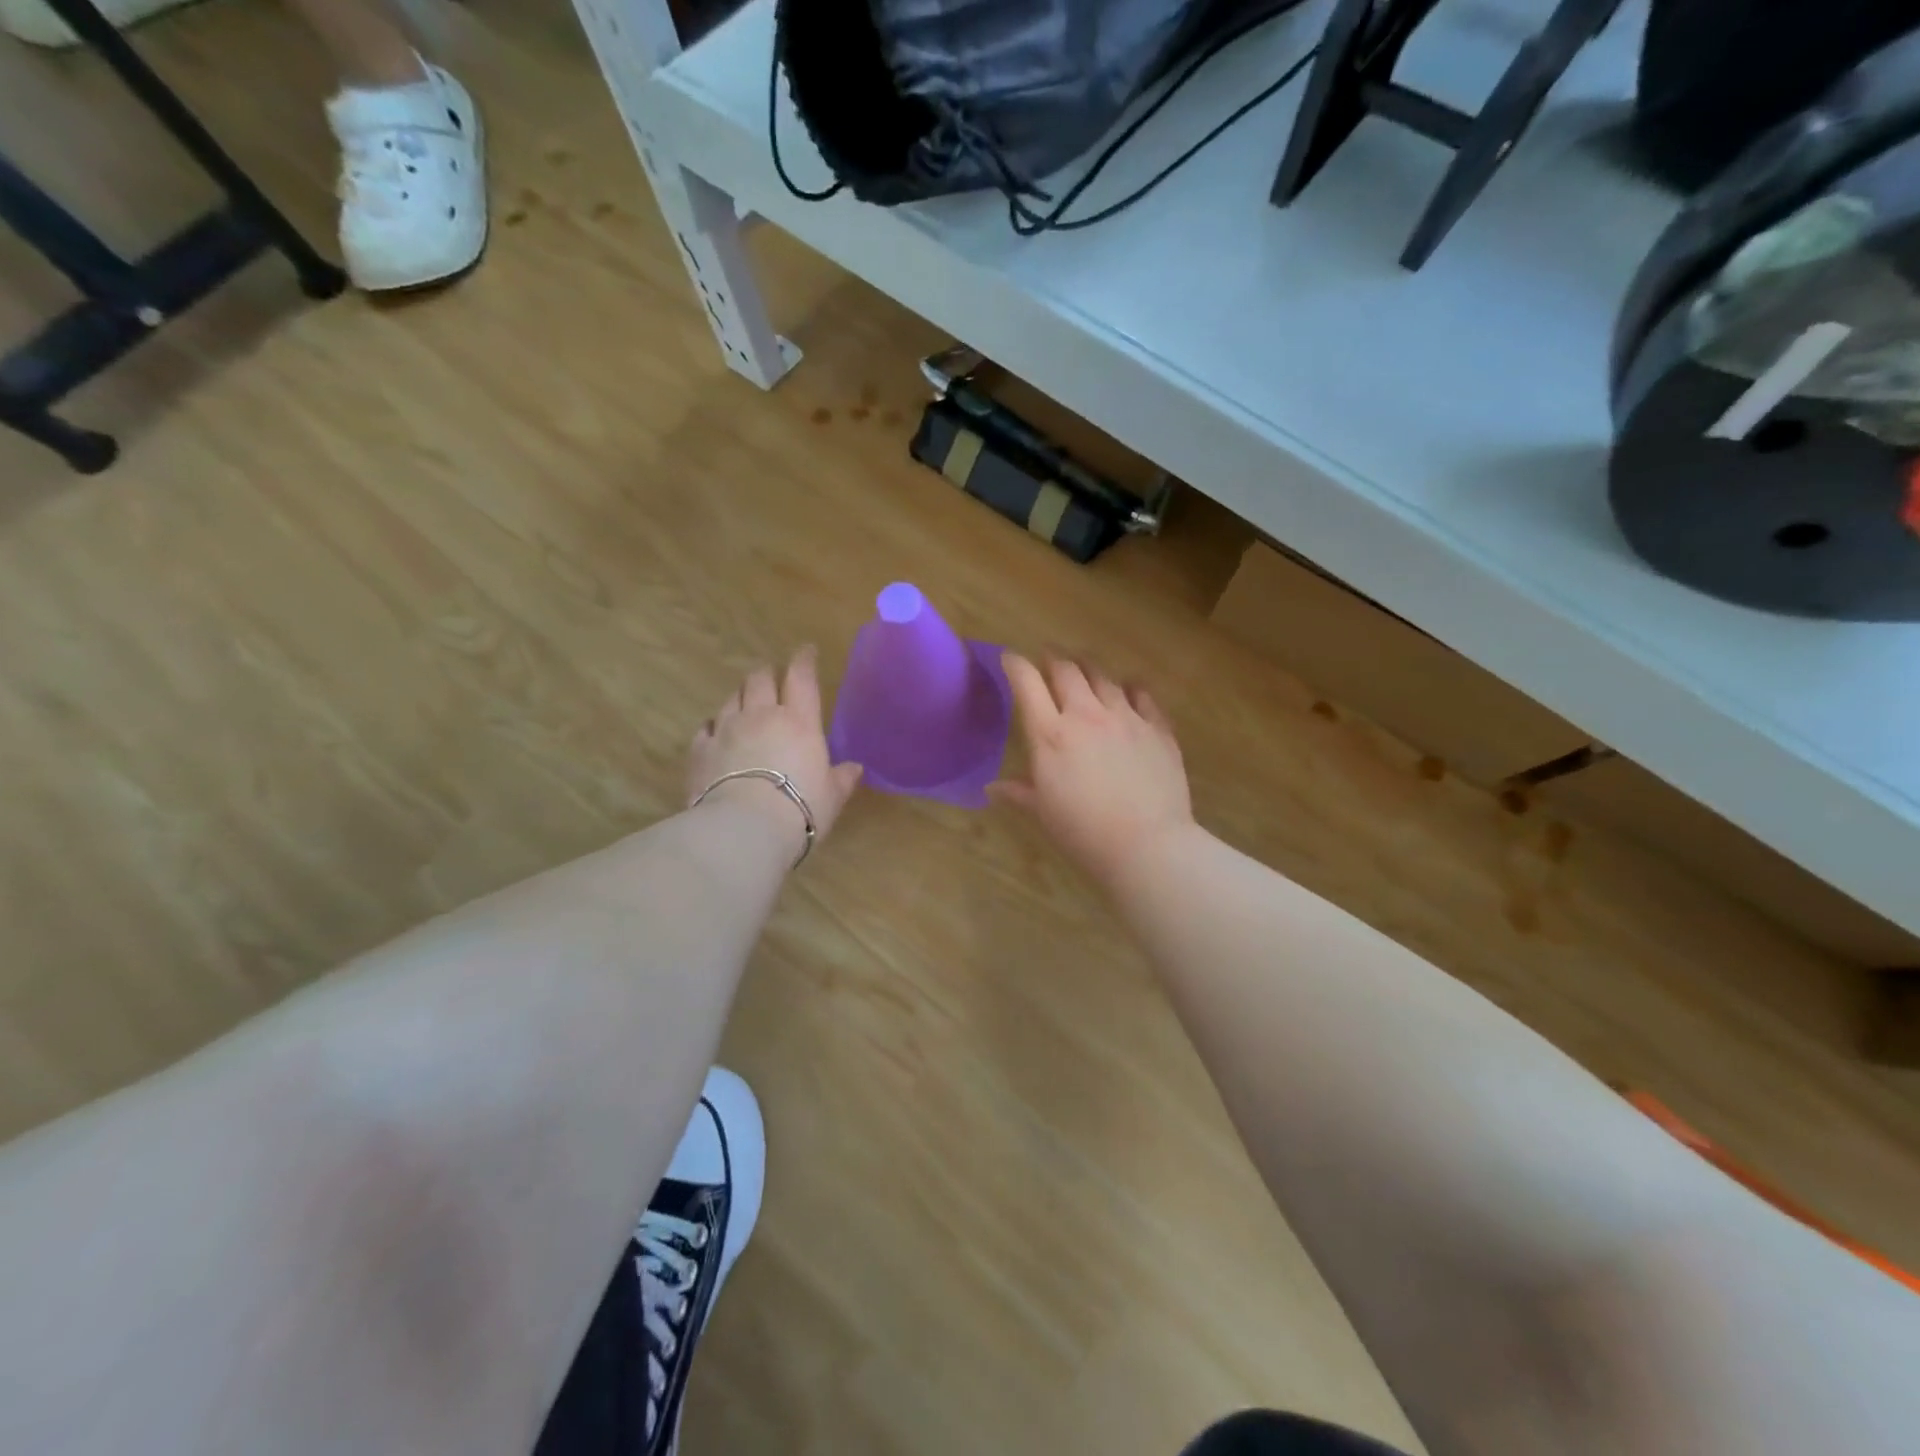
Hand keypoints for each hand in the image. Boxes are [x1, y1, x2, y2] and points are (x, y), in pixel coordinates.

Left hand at [687, 647, 863, 857]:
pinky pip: (706, 727)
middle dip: (767, 674)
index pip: (801, 677)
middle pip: (759, 679)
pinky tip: (715, 732)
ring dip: (740, 696)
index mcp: (799, 722)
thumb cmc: (799, 809)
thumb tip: (854, 769)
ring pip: (731, 698)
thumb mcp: (831, 797)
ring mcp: (726, 729)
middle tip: (772, 678)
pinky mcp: (700, 750)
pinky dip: (713, 725)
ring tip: (745, 703)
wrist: (744, 829)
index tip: (806, 651)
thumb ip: (841, 779)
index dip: (804, 660)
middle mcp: (761, 716)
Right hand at [991, 653, 1194, 888]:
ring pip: (1104, 676)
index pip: (1027, 683)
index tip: (1009, 659)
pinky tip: (1129, 689)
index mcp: (1051, 735)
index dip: (1015, 665)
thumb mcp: (1043, 812)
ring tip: (1085, 668)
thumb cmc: (1084, 832)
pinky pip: (1143, 694)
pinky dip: (1130, 687)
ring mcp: (1126, 718)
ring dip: (1089, 668)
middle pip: (1066, 669)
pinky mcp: (1157, 728)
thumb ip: (1019, 792)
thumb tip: (992, 789)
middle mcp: (1086, 715)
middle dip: (1053, 658)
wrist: (1146, 845)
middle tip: (1049, 659)